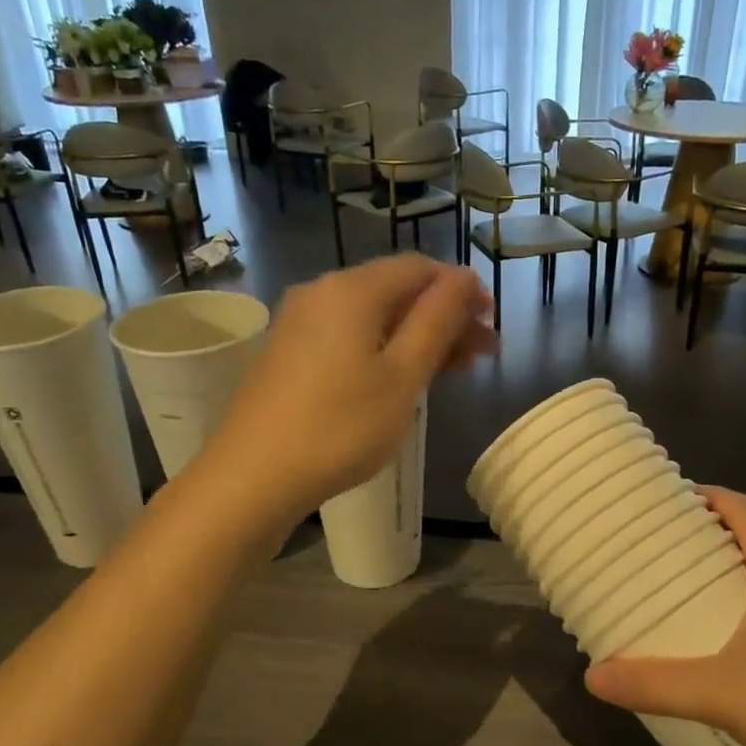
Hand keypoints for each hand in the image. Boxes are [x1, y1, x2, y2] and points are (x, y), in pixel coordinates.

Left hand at [206, 255, 495, 519]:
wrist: (253, 476)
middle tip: (483, 354)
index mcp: (351, 290)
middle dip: (444, 317)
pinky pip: (349, 337)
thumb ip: (437, 321)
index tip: (492, 325)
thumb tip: (465, 277)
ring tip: (453, 370)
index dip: (461, 290)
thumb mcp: (402, 375)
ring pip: (374, 317)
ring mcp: (300, 324)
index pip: (420, 268)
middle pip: (396, 291)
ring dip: (418, 337)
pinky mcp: (289, 354)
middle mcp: (322, 293)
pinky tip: (403, 379)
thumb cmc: (339, 427)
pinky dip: (384, 350)